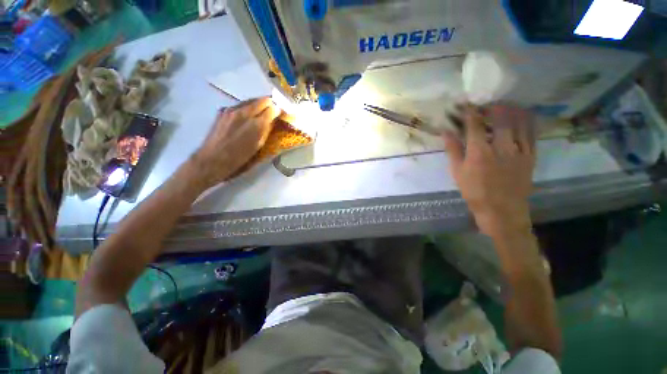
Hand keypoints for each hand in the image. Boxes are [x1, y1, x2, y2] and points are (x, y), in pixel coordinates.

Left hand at [190, 97, 279, 187]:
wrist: (213, 159)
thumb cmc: (239, 157)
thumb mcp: (258, 145)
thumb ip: (266, 129)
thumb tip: (273, 119)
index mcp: (256, 124)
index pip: (272, 108)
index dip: (278, 110)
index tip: (280, 113)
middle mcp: (244, 112)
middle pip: (261, 100)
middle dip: (269, 104)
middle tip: (273, 111)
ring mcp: (231, 110)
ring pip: (250, 101)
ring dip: (258, 105)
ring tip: (261, 114)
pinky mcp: (222, 111)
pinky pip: (240, 105)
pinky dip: (247, 108)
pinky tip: (247, 117)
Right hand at [444, 104, 535, 236]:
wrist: (502, 211)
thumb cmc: (474, 192)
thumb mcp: (458, 173)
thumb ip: (453, 151)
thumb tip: (446, 132)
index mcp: (479, 152)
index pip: (474, 125)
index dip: (470, 112)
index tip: (467, 103)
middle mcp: (500, 147)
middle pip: (500, 119)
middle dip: (493, 106)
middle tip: (487, 102)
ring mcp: (518, 151)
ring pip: (518, 123)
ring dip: (511, 110)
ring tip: (506, 104)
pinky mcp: (530, 156)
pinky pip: (531, 134)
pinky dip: (528, 122)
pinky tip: (524, 115)